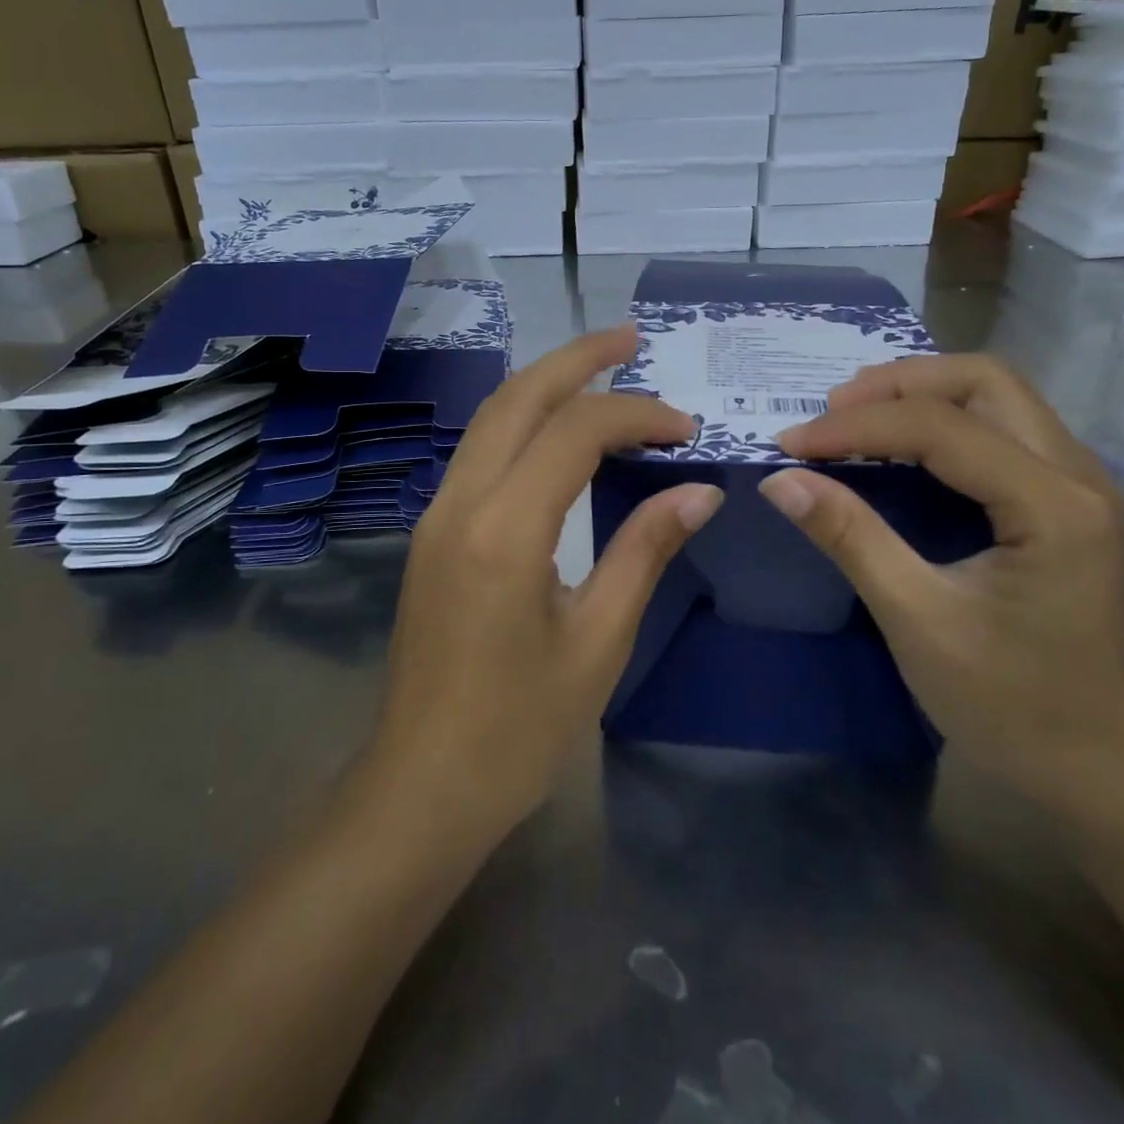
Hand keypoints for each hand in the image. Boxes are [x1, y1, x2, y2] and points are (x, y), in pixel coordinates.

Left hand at [370, 326, 722, 848]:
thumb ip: (645, 550)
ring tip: (601, 367)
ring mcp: (436, 515)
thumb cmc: (518, 728)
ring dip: (545, 383)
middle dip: (576, 359)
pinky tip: (558, 430)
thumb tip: (700, 491)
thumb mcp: (598, 640)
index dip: (635, 414)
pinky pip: (480, 452)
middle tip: (631, 338)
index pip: (574, 431)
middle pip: (517, 398)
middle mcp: (459, 503)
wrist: (422, 785)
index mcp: (503, 530)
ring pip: (491, 419)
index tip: (685, 428)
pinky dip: (524, 422)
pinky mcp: (433, 533)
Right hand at [758, 355, 1123, 824]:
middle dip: (899, 383)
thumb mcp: (918, 621)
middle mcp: (1079, 476)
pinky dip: (944, 420)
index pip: (941, 427)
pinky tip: (900, 446)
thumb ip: (851, 538)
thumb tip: (780, 481)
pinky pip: (1002, 430)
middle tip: (830, 410)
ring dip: (922, 394)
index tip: (790, 444)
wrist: (1103, 773)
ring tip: (855, 416)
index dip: (856, 427)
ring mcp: (1080, 487)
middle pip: (985, 381)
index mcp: (1053, 505)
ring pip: (998, 397)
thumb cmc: (1013, 706)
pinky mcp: (1067, 504)